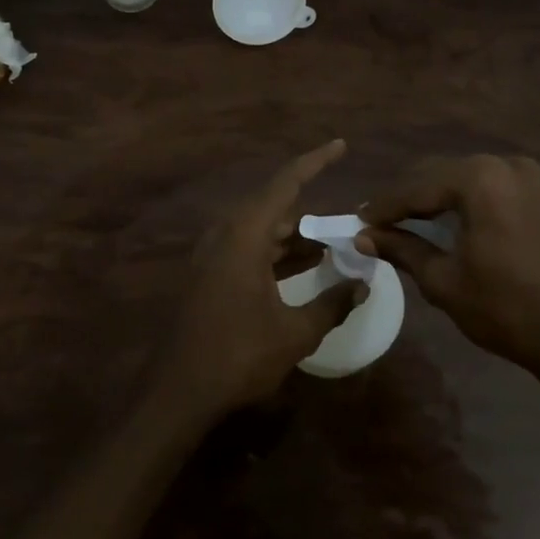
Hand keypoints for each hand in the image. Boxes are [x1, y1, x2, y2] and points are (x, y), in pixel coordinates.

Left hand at [158, 140, 364, 417]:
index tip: (340, 146)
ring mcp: (212, 254)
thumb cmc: (238, 356)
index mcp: (245, 235)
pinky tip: (300, 269)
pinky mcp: (208, 274)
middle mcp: (226, 234)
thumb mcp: (295, 333)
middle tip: (346, 226)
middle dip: (312, 216)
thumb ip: (333, 303)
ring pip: (261, 230)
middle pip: (275, 208)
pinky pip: (248, 249)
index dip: (315, 161)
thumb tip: (363, 284)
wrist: (177, 393)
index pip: (286, 183)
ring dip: (294, 237)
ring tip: (331, 248)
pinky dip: (276, 253)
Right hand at [356, 154, 539, 395]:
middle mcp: (505, 165)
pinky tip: (449, 223)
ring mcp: (530, 177)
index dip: (384, 206)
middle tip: (378, 222)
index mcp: (480, 179)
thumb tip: (364, 237)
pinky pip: (492, 188)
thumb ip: (403, 250)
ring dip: (436, 199)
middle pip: (441, 175)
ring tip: (408, 223)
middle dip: (409, 198)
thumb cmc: (508, 310)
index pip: (416, 187)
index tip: (358, 220)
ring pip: (466, 180)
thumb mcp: (445, 281)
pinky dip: (466, 202)